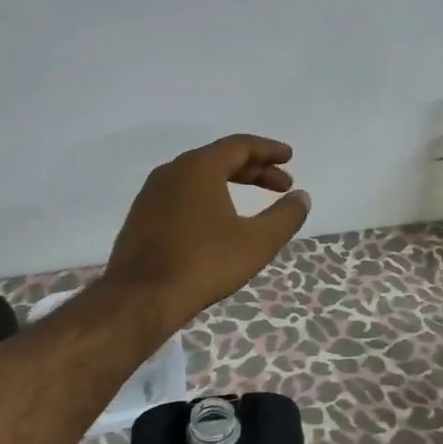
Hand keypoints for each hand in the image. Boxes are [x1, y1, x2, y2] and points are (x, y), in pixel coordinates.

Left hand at [105, 134, 310, 328]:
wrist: (140, 298)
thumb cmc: (204, 263)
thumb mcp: (257, 242)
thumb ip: (285, 216)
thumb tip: (302, 197)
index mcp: (199, 167)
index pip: (240, 145)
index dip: (269, 150)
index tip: (289, 158)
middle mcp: (173, 171)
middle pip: (220, 158)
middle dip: (255, 170)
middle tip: (282, 185)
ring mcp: (152, 193)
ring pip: (199, 176)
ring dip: (231, 183)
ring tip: (254, 201)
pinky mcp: (142, 216)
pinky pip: (183, 193)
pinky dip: (208, 196)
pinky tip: (219, 220)